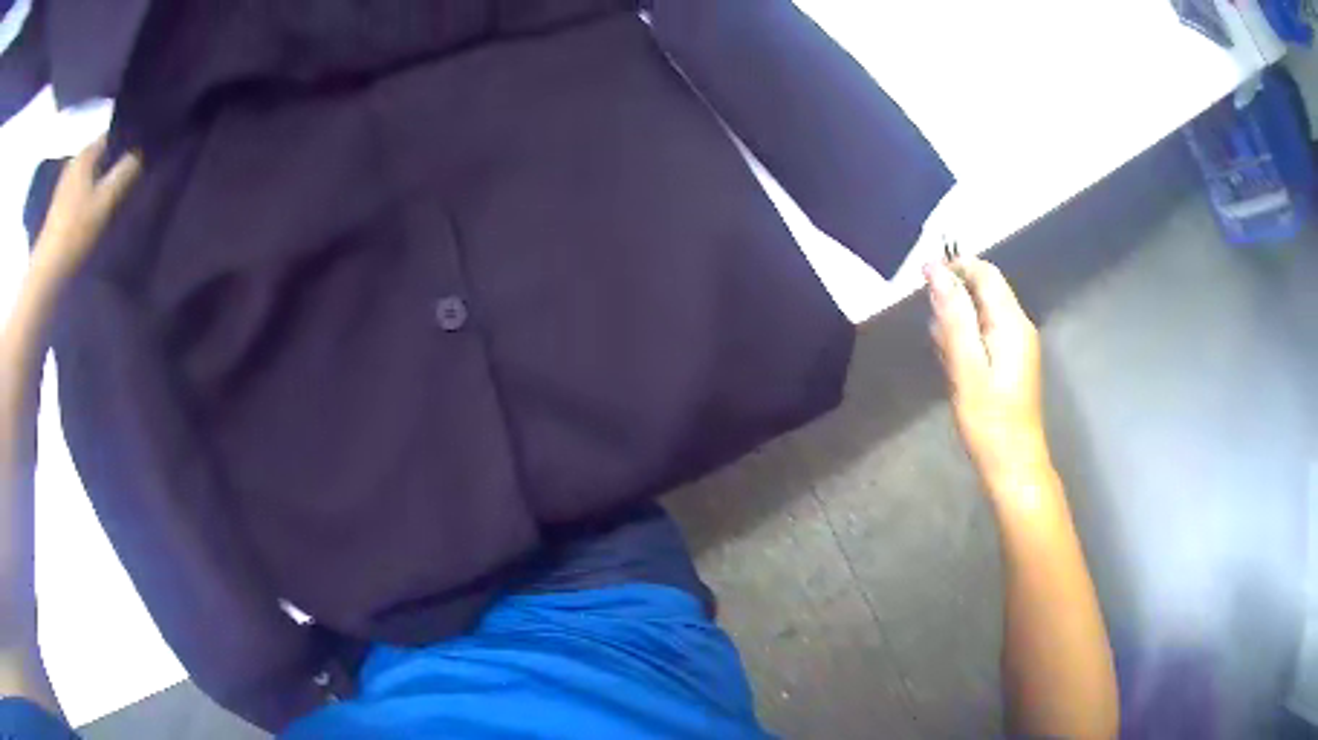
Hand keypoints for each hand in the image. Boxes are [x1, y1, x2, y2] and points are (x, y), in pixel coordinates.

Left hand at [29, 137, 141, 285]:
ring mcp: (65, 183)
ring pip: (89, 171)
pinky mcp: (59, 204)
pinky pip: (80, 187)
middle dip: (113, 159)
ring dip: (100, 177)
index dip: (126, 139)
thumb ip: (125, 173)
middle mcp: (75, 161)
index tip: (140, 149)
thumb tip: (140, 153)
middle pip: (99, 154)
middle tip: (130, 171)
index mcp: (86, 153)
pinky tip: (96, 204)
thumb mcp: (105, 201)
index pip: (111, 134)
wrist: (46, 271)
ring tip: (114, 189)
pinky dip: (90, 191)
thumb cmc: (75, 231)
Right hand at [926, 258, 1049, 495]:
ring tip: (944, 358)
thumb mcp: (966, 365)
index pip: (985, 273)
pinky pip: (985, 336)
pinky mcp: (1012, 363)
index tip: (922, 278)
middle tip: (934, 335)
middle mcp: (1019, 326)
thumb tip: (936, 270)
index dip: (955, 266)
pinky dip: (966, 342)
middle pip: (984, 291)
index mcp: (1012, 322)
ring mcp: (1017, 346)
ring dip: (957, 324)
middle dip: (954, 299)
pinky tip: (955, 368)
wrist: (1013, 464)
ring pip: (982, 314)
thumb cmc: (988, 419)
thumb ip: (953, 315)